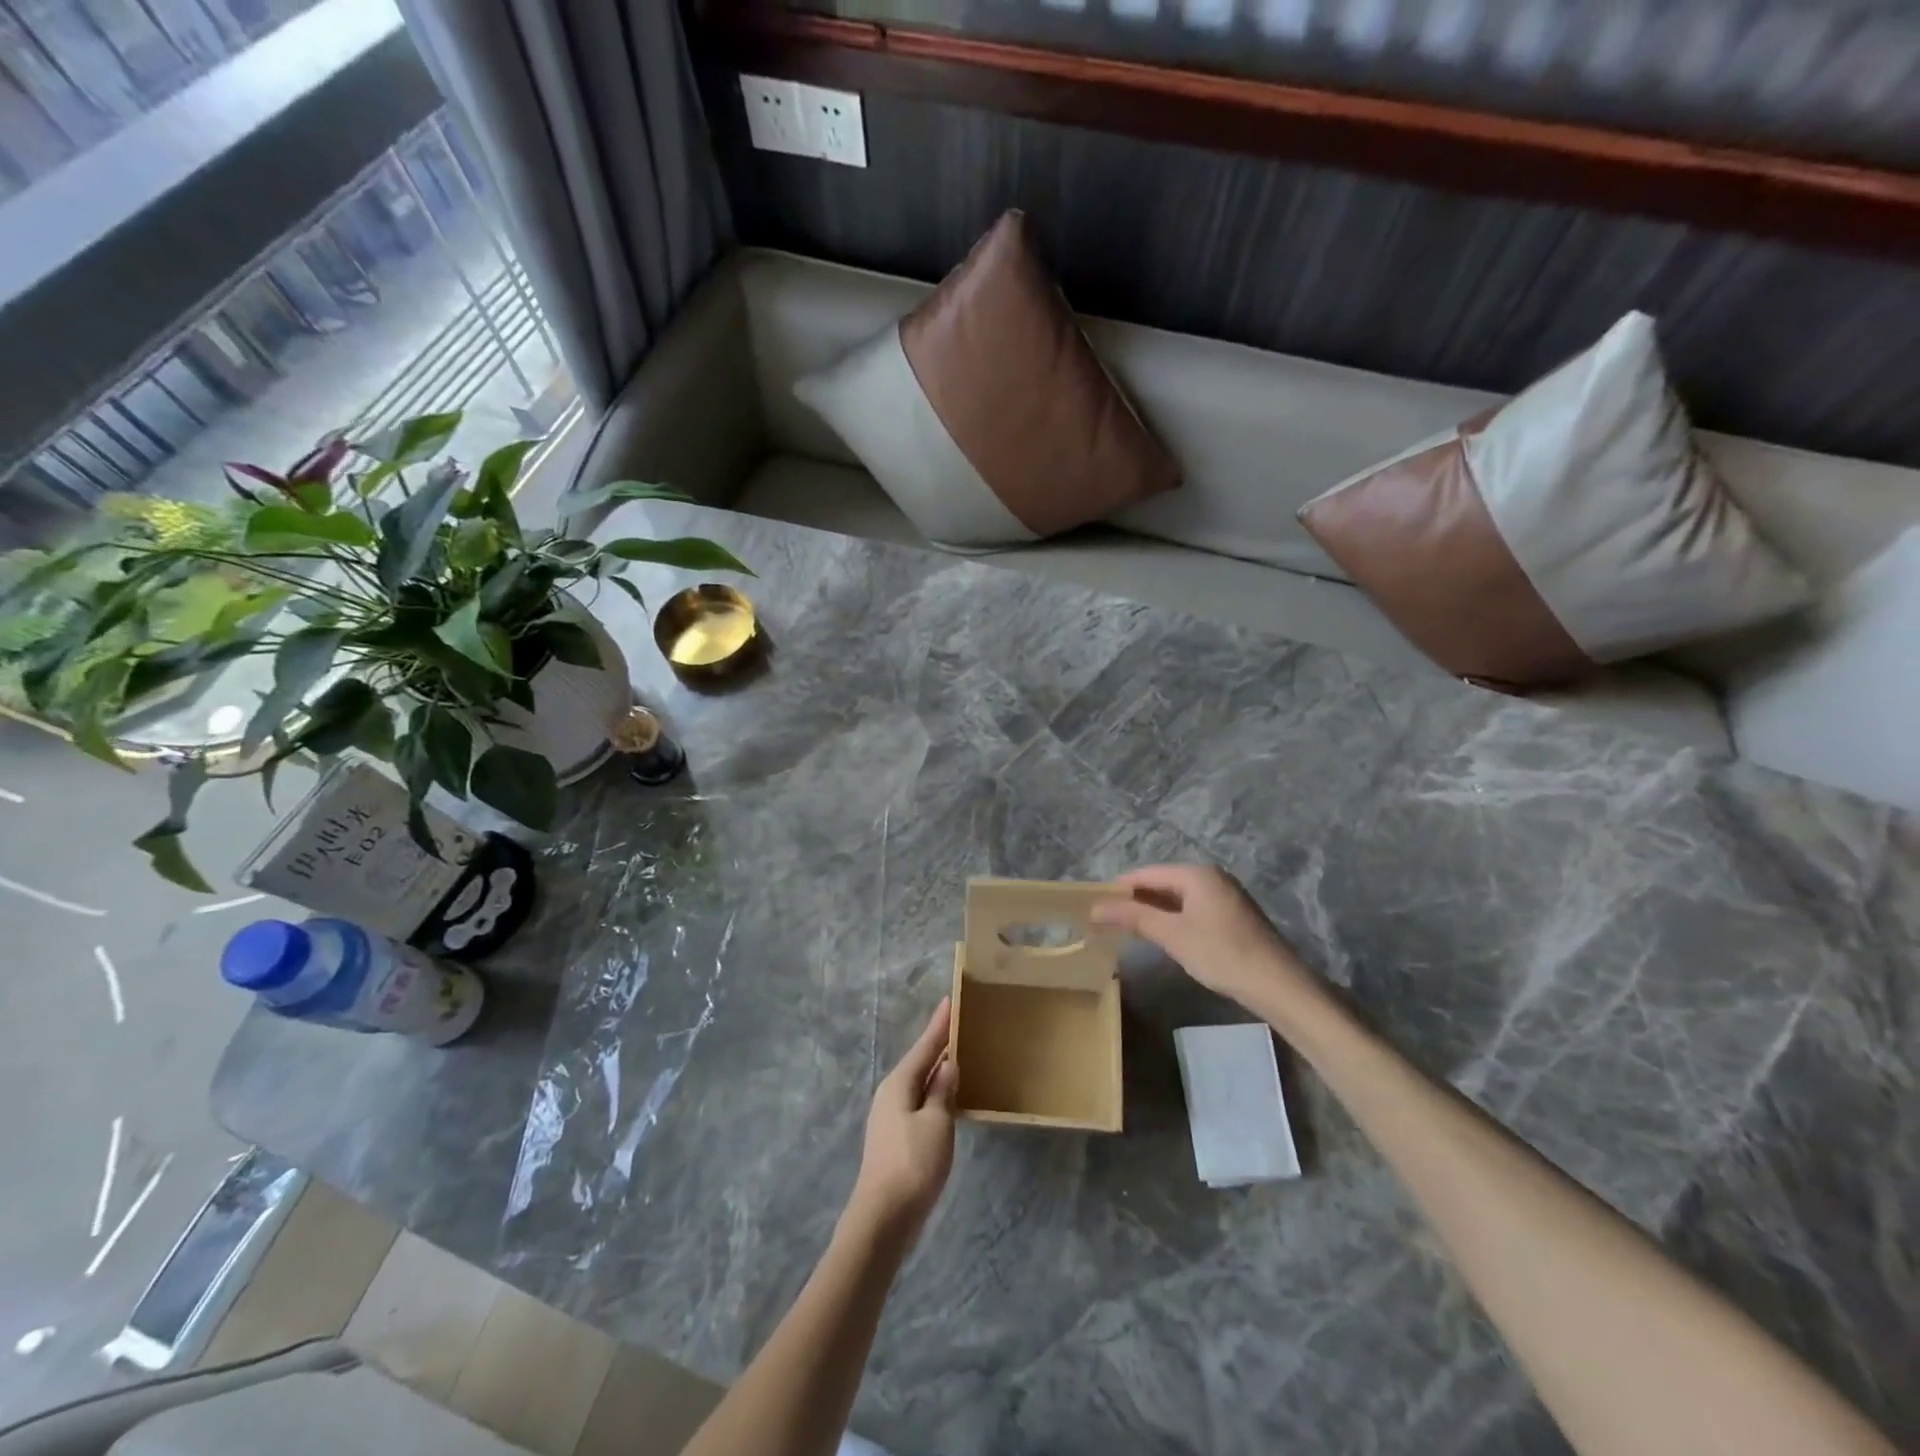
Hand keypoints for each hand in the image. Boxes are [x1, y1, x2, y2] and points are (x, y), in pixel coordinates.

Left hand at [846, 998, 958, 1244]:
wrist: (883, 1218)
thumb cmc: (913, 1163)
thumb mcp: (937, 1123)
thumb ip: (943, 1091)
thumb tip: (947, 1064)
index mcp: (900, 1083)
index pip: (925, 1046)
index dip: (939, 1025)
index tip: (950, 1000)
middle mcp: (891, 1093)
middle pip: (919, 1062)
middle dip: (938, 1045)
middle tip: (959, 1025)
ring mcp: (889, 1117)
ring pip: (918, 1083)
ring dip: (936, 1070)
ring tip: (957, 1057)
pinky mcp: (894, 1139)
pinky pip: (918, 1102)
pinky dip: (933, 1093)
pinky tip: (946, 1099)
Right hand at [1091, 865, 1326, 1020]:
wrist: (1278, 986)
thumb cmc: (1221, 954)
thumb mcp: (1172, 935)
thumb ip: (1133, 917)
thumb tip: (1095, 907)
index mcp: (1196, 874)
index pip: (1146, 874)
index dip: (1119, 888)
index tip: (1094, 904)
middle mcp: (1212, 877)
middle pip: (1163, 883)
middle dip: (1135, 900)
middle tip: (1107, 919)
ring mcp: (1225, 896)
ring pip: (1178, 898)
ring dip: (1153, 911)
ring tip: (1128, 929)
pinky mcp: (1233, 916)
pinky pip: (1193, 909)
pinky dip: (1173, 919)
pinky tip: (1163, 937)